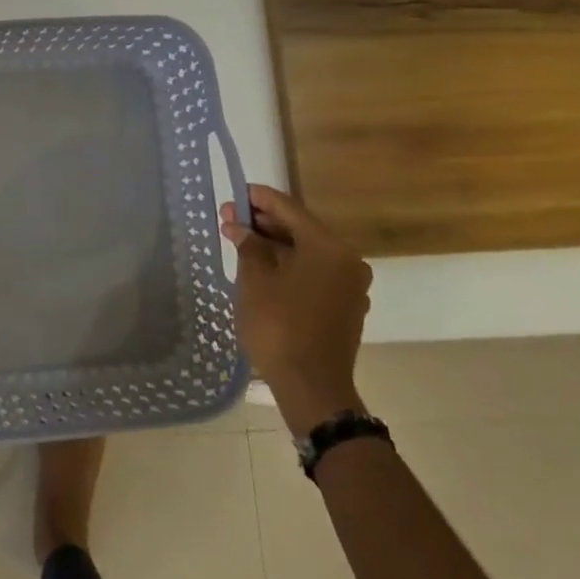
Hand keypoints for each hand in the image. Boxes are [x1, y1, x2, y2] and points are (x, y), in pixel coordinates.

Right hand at [220, 185, 372, 434]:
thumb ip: (248, 246)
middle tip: (230, 218)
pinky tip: (263, 267)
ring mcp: (349, 285)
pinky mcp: (344, 305)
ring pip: (308, 252)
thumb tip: (238, 226)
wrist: (311, 386)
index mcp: (328, 248)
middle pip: (302, 229)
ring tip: (241, 241)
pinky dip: (290, 264)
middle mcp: (347, 261)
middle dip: (265, 222)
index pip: (290, 210)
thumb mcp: (254, 281)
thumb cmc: (279, 326)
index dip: (259, 199)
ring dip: (276, 244)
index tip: (235, 192)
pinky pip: (315, 272)